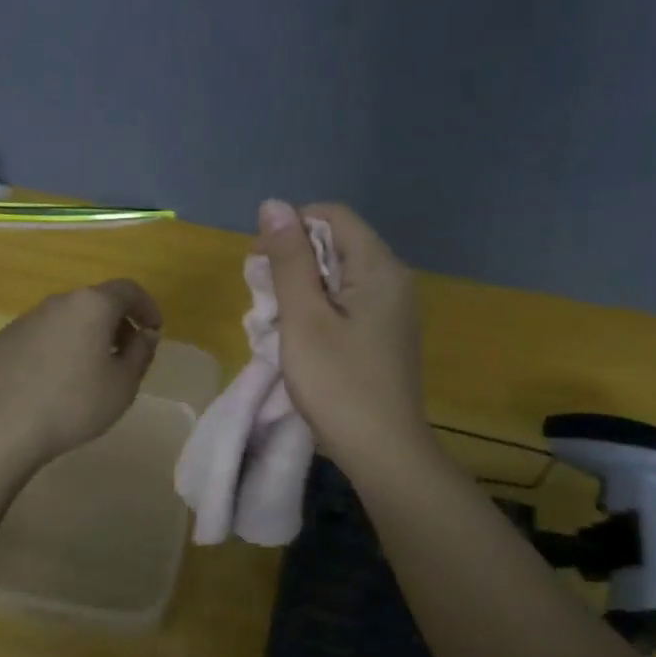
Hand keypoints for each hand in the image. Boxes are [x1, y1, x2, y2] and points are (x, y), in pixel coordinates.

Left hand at [0, 280, 161, 466]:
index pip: (128, 290)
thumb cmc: (73, 404)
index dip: (147, 307)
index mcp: (91, 305)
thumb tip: (145, 334)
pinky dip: (56, 350)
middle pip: (95, 302)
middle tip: (126, 354)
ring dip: (84, 337)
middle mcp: (57, 303)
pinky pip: (40, 338)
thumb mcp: (123, 385)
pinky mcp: (1, 341)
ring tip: (90, 372)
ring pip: (65, 320)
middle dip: (116, 323)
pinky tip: (53, 384)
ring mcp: (24, 320)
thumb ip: (141, 353)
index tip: (154, 330)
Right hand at [257, 199, 426, 461]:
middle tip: (264, 301)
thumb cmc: (338, 384)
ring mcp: (393, 309)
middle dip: (293, 263)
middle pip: (336, 244)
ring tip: (277, 325)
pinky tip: (301, 340)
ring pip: (338, 276)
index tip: (261, 263)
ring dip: (301, 291)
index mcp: (379, 267)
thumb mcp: (304, 318)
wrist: (383, 452)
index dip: (291, 228)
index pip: (332, 216)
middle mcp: (393, 279)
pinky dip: (319, 311)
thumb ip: (290, 259)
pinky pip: (348, 303)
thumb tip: (274, 204)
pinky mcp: (386, 334)